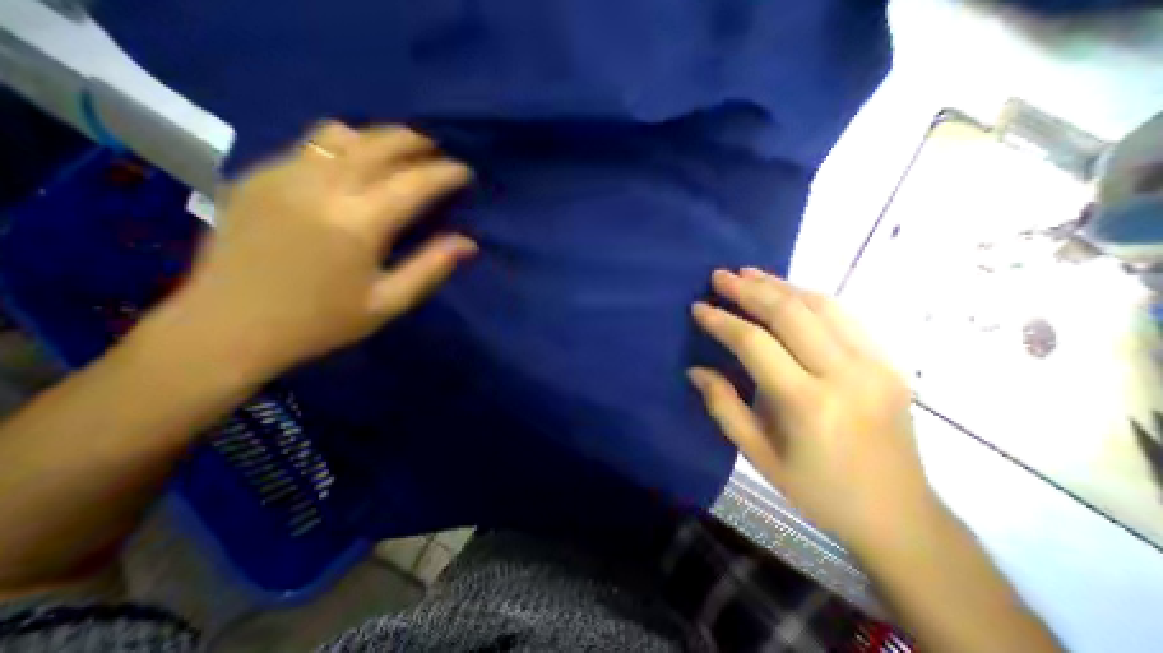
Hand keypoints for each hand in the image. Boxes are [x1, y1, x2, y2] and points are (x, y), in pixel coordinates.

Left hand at [168, 124, 477, 380]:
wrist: (227, 328)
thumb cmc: (321, 322)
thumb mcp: (388, 302)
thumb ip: (431, 268)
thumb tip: (469, 243)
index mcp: (357, 224)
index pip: (413, 183)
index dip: (445, 174)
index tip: (465, 171)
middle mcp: (319, 188)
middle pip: (376, 145)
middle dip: (414, 143)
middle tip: (437, 152)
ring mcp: (281, 176)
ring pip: (339, 135)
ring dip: (378, 138)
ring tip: (398, 153)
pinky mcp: (256, 177)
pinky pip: (309, 146)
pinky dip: (344, 147)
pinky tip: (354, 167)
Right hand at [688, 268, 932, 550]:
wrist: (899, 515)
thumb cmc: (817, 490)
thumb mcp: (757, 454)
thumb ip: (722, 406)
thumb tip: (695, 370)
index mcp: (807, 404)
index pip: (755, 344)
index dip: (722, 321)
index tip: (698, 307)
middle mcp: (845, 375)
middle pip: (789, 313)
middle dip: (748, 290)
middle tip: (719, 276)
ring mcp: (875, 364)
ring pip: (819, 305)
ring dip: (778, 284)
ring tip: (747, 274)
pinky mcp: (888, 361)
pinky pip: (842, 315)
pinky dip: (807, 296)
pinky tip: (785, 291)